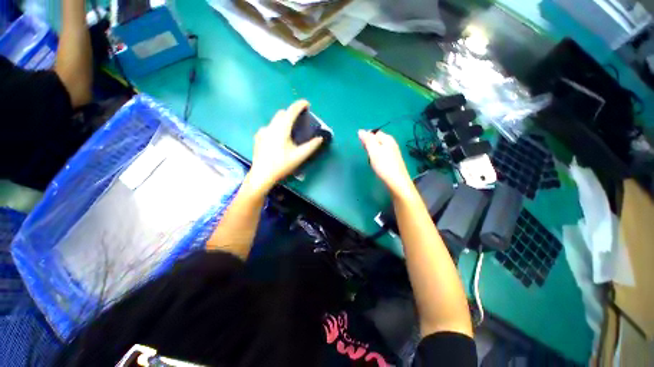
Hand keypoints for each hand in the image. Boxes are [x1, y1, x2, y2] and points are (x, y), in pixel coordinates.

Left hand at [246, 100, 323, 191]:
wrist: (262, 175)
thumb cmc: (282, 165)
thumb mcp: (299, 156)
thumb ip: (311, 146)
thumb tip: (320, 138)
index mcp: (281, 129)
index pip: (291, 111)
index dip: (300, 105)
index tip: (307, 104)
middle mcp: (270, 126)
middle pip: (282, 113)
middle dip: (291, 113)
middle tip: (300, 120)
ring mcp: (262, 131)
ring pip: (274, 120)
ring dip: (283, 121)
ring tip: (289, 132)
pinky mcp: (258, 137)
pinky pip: (269, 128)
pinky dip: (276, 128)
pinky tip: (277, 139)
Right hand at [358, 130, 414, 198]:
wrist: (397, 181)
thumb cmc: (384, 165)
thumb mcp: (373, 151)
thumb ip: (367, 140)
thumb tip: (360, 130)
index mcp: (387, 139)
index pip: (375, 133)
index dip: (367, 137)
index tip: (362, 146)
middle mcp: (392, 143)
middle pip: (377, 140)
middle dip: (370, 145)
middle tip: (367, 153)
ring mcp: (393, 152)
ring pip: (380, 148)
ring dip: (373, 151)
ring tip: (371, 159)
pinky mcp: (393, 161)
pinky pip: (383, 154)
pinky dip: (378, 157)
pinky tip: (377, 163)